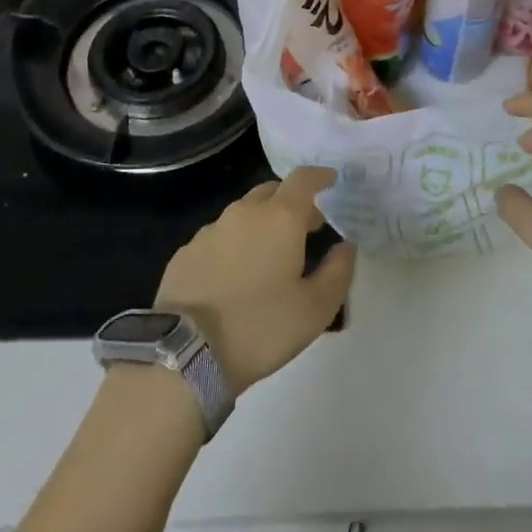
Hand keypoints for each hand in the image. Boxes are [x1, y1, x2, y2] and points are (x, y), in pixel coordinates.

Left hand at [154, 166, 356, 396]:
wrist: (186, 354)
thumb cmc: (261, 327)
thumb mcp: (316, 309)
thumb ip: (338, 271)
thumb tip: (346, 246)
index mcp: (280, 218)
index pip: (303, 179)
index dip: (320, 176)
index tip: (331, 180)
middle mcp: (244, 213)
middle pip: (272, 191)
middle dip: (292, 202)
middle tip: (306, 226)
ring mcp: (210, 231)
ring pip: (243, 213)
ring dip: (261, 223)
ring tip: (270, 254)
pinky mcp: (185, 252)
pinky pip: (219, 237)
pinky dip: (234, 245)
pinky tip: (234, 275)